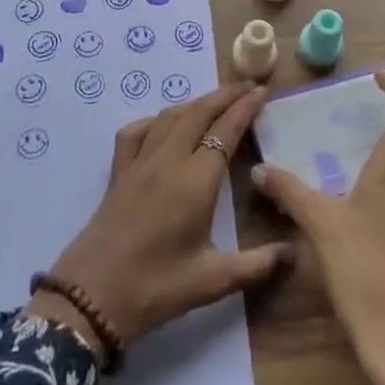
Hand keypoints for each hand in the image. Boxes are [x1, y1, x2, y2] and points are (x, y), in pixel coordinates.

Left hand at [28, 82, 291, 353]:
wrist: (91, 297)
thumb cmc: (156, 287)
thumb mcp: (213, 281)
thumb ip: (257, 265)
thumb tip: (293, 252)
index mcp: (195, 180)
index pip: (225, 131)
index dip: (245, 108)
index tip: (261, 91)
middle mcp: (168, 161)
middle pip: (198, 113)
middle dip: (225, 95)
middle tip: (247, 87)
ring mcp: (139, 163)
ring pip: (170, 117)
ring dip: (196, 103)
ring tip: (215, 101)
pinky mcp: (118, 173)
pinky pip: (137, 132)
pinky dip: (156, 120)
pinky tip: (164, 126)